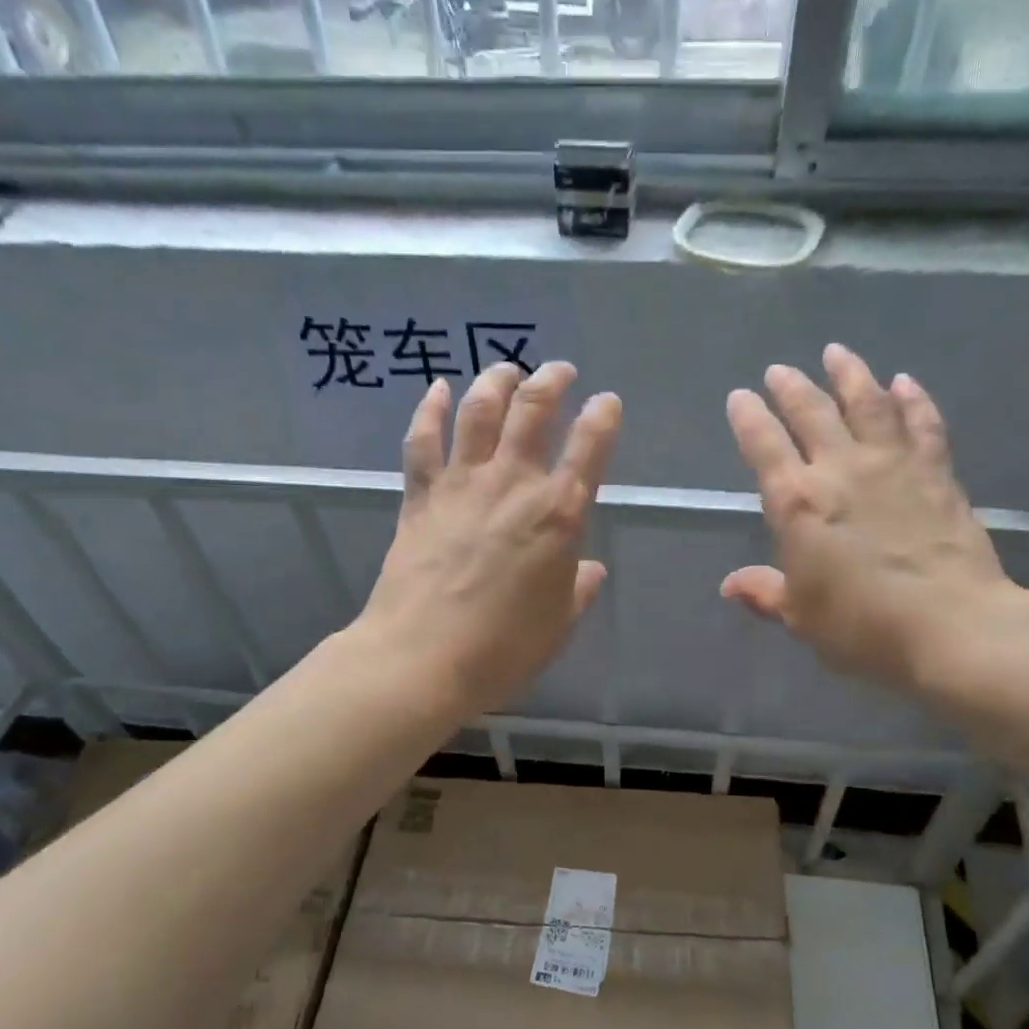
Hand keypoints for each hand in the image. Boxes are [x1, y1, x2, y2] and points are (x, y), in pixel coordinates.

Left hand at [356, 361, 620, 715]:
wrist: (421, 659)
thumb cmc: (503, 649)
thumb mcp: (558, 624)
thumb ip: (578, 590)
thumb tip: (591, 570)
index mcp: (558, 515)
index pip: (590, 449)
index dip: (602, 418)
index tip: (607, 402)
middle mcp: (512, 485)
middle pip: (533, 412)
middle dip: (550, 382)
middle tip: (560, 370)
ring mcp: (461, 485)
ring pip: (479, 412)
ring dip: (495, 382)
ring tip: (506, 369)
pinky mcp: (420, 497)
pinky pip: (423, 441)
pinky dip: (430, 410)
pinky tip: (437, 389)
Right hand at [723, 343, 1028, 699]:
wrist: (952, 627)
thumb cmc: (863, 627)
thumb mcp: (801, 618)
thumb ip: (766, 593)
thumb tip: (732, 585)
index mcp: (797, 503)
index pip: (764, 445)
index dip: (749, 417)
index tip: (740, 397)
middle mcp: (840, 470)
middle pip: (812, 412)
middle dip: (792, 387)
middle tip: (780, 370)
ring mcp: (892, 465)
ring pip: (867, 403)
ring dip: (849, 374)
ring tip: (837, 353)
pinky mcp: (936, 472)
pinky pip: (922, 423)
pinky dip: (913, 399)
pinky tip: (905, 382)